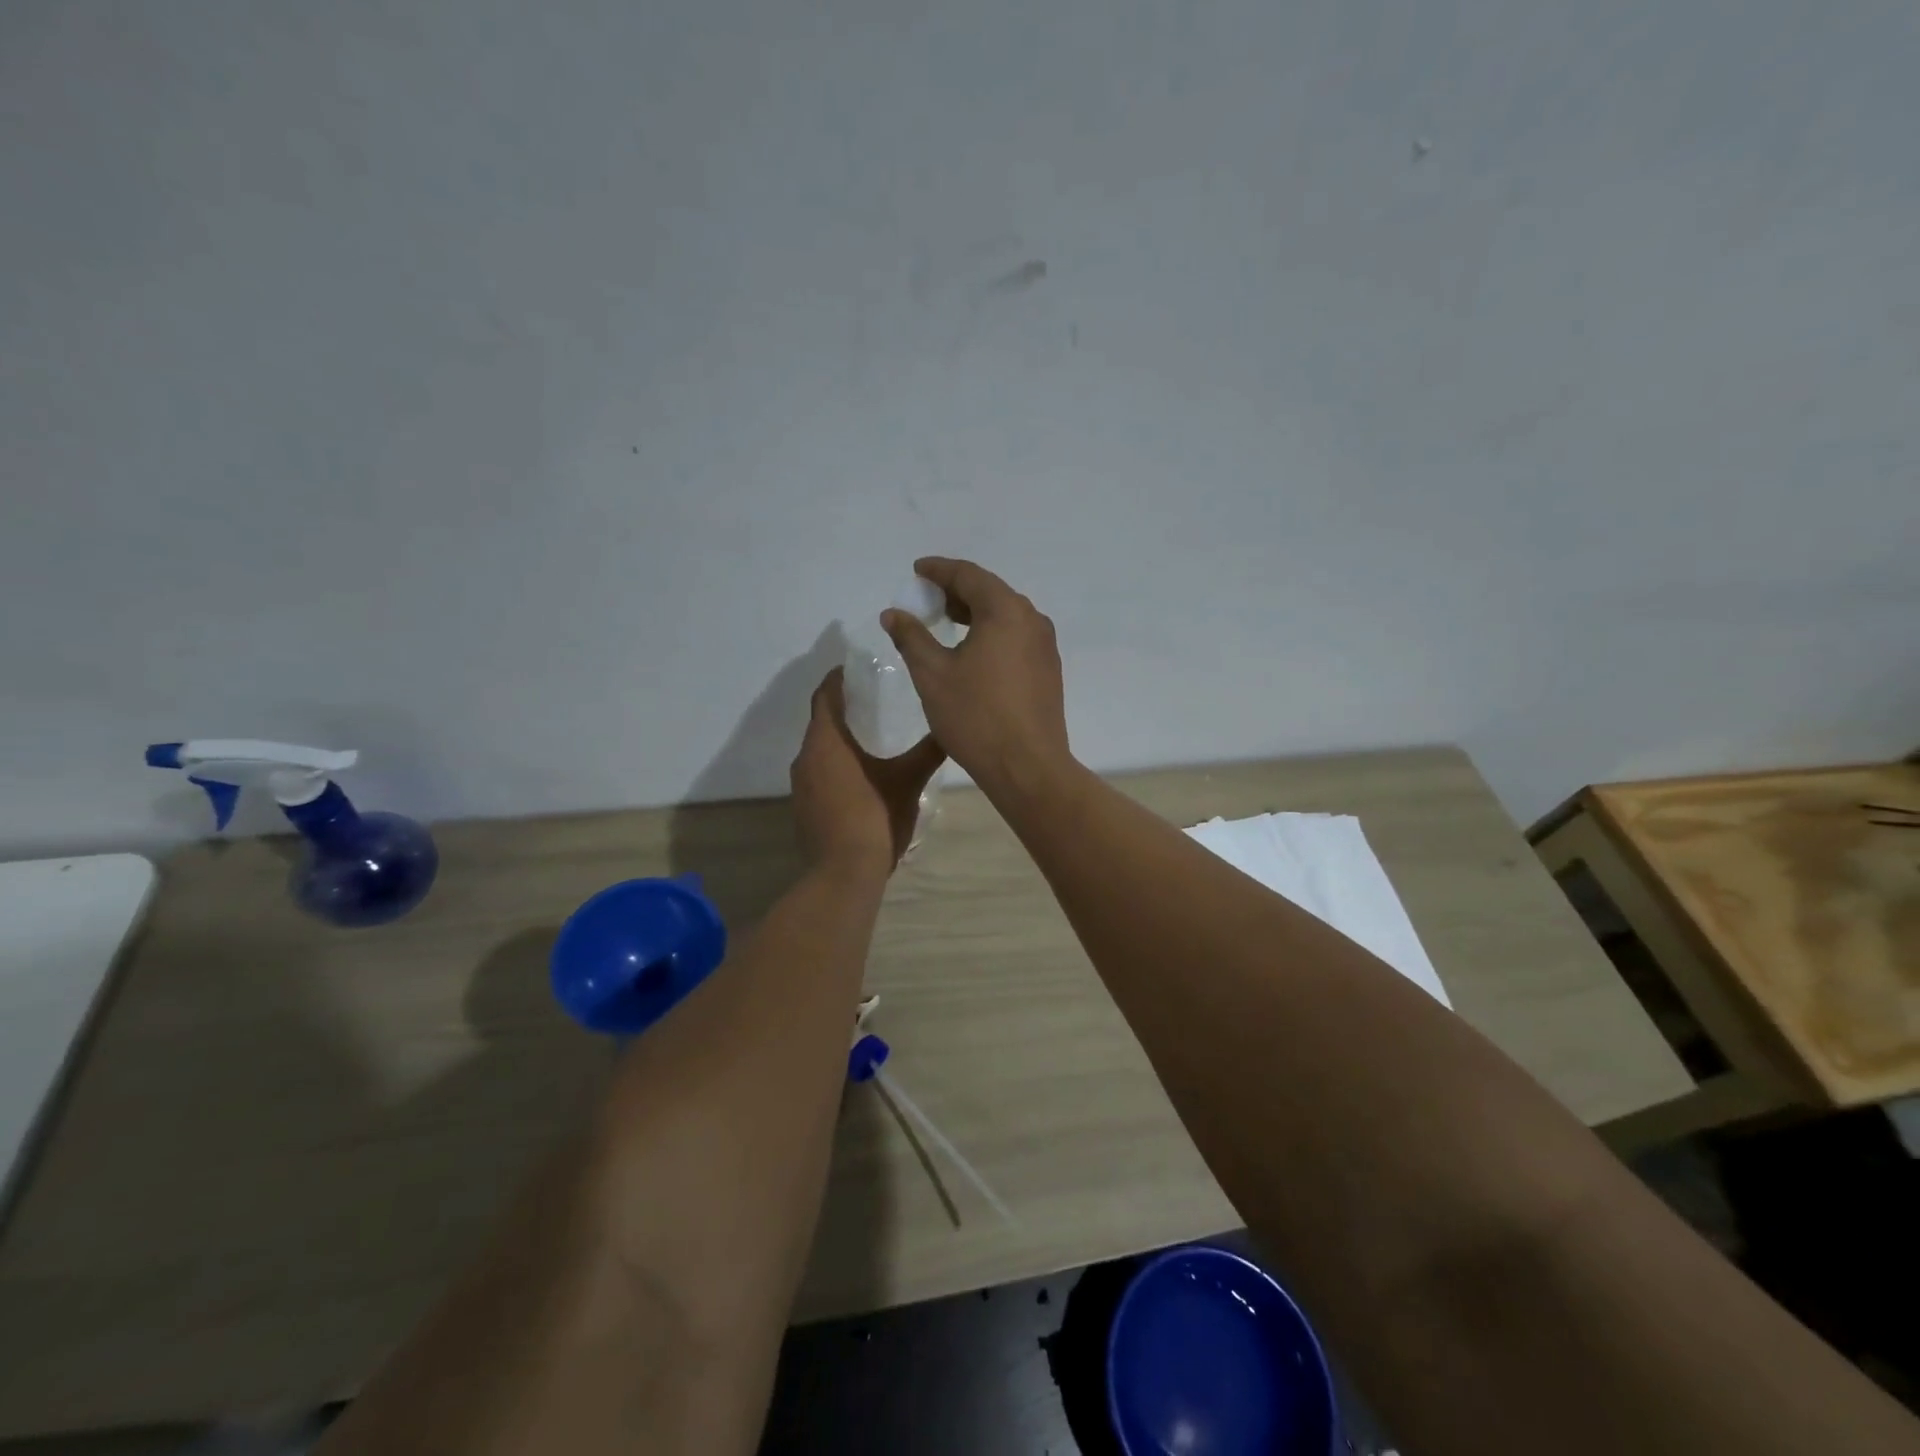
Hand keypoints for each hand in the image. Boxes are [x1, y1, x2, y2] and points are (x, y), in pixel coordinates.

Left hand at [790, 668, 945, 872]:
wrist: (844, 873)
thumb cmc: (876, 817)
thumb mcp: (909, 781)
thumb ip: (928, 752)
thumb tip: (949, 729)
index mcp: (827, 741)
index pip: (825, 695)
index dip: (837, 678)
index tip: (854, 668)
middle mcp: (806, 757)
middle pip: (820, 721)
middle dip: (841, 708)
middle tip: (872, 700)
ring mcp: (800, 785)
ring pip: (818, 750)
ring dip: (838, 740)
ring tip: (869, 736)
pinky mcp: (803, 808)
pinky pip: (817, 774)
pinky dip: (834, 766)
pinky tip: (859, 776)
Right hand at [881, 557, 1072, 795]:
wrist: (1027, 767)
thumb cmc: (975, 717)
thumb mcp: (933, 674)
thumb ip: (912, 637)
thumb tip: (894, 613)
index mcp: (1005, 611)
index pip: (968, 575)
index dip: (939, 570)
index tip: (916, 570)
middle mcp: (1032, 620)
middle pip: (990, 592)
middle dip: (956, 590)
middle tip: (926, 597)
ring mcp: (1045, 646)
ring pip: (1005, 616)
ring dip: (974, 613)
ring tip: (945, 621)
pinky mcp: (1048, 670)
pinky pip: (1016, 637)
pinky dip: (991, 633)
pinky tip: (972, 651)